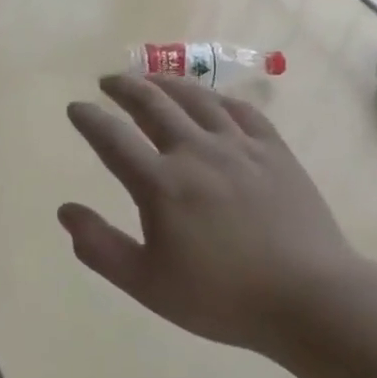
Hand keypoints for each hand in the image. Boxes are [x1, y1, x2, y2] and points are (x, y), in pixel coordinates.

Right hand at [58, 75, 368, 349]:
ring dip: (166, 83)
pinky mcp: (274, 151)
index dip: (89, 119)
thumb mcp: (147, 284)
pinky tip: (210, 99)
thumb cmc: (222, 297)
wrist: (311, 299)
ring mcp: (239, 147)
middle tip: (108, 81)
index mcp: (161, 184)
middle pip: (153, 104)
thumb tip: (65, 210)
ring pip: (196, 98)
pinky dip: (217, 98)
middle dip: (125, 88)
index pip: (112, 138)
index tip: (76, 107)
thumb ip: (100, 247)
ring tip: (151, 79)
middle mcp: (196, 152)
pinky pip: (241, 110)